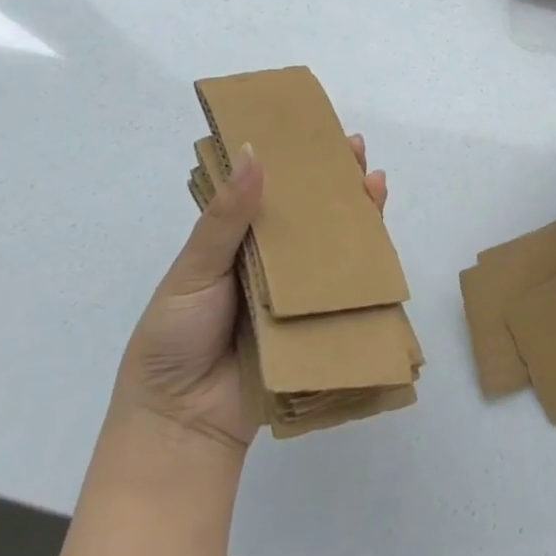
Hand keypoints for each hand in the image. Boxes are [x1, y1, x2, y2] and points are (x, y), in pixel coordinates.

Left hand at [113, 135, 387, 451]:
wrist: (182, 424)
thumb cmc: (175, 338)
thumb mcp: (193, 271)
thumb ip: (225, 218)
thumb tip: (253, 153)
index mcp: (237, 242)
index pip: (270, 191)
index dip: (293, 161)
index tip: (315, 132)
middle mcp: (272, 262)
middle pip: (310, 214)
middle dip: (335, 181)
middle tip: (357, 150)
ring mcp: (297, 293)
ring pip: (333, 245)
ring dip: (357, 215)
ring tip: (375, 183)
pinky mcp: (317, 323)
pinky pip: (345, 288)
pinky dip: (367, 264)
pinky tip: (381, 241)